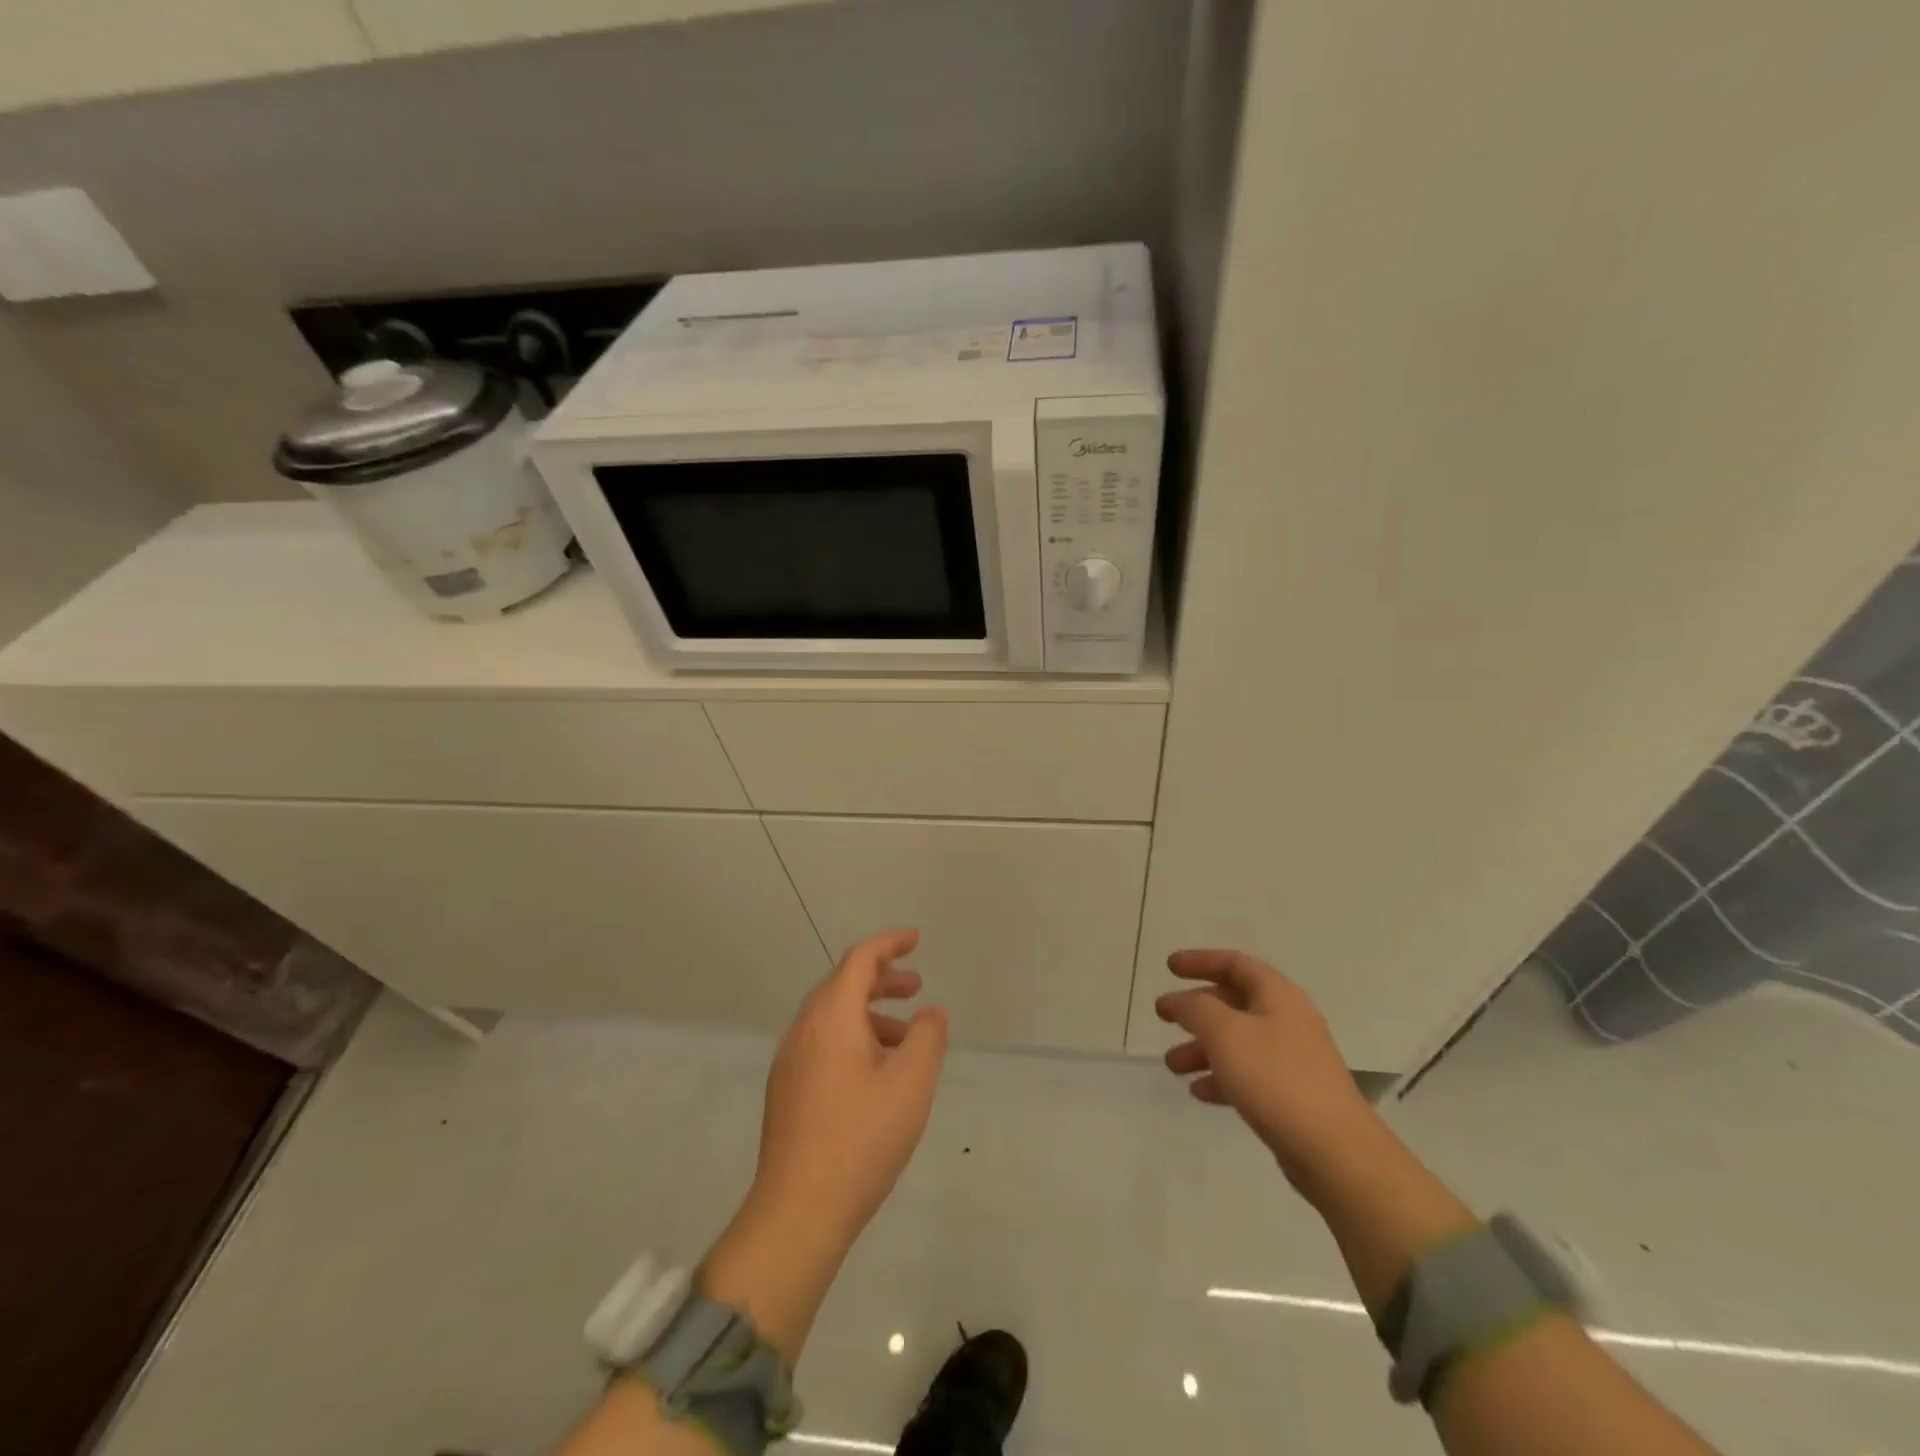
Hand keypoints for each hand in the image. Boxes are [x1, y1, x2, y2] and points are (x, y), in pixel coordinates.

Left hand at [752, 928, 948, 1244]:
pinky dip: (853, 1038)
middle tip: (916, 988)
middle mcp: (804, 1029)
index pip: (860, 959)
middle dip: (882, 979)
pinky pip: (823, 1043)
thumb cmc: (861, 1139)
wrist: (797, 1212)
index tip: (916, 940)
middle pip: (843, 984)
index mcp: (831, 1016)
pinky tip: (877, 1074)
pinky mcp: (786, 1090)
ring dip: (870, 1014)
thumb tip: (931, 1012)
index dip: (890, 944)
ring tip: (906, 1038)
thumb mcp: (911, 1084)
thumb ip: (928, 1037)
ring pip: (833, 1017)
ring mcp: (790, 1061)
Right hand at [1156, 949, 1381, 1193]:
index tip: (1169, 967)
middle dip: (1195, 1010)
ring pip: (1238, 1042)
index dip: (1200, 960)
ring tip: (1172, 1065)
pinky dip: (1221, 1076)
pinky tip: (1199, 1092)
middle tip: (1163, 1017)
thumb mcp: (1225, 1033)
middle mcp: (1288, 1021)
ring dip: (1202, 1048)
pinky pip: (1248, 1074)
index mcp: (1278, 996)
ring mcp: (1292, 1059)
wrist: (1335, 1152)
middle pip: (1234, 1003)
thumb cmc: (1275, 1078)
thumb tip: (1179, 1000)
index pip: (1235, 963)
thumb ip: (1195, 1008)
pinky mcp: (1292, 1095)